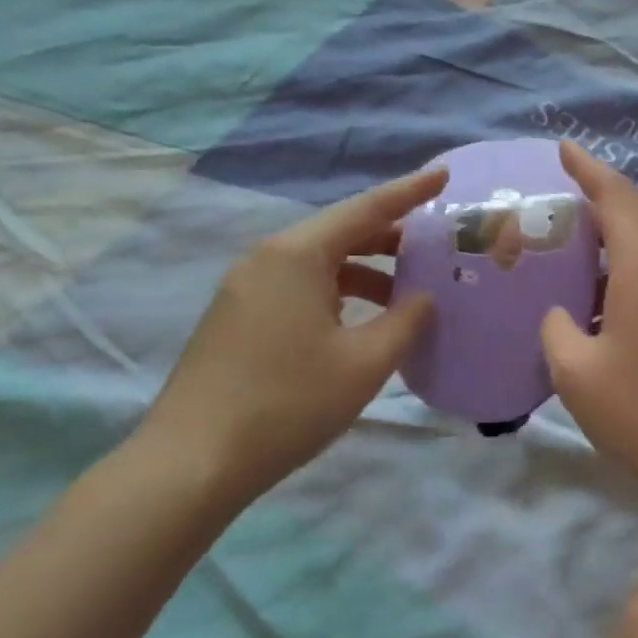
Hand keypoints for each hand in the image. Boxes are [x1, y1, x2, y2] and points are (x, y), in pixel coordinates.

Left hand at [136, 166, 447, 510]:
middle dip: (390, 238)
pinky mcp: (237, 319)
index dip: (409, 192)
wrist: (193, 462)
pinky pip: (299, 288)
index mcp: (297, 255)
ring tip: (406, 296)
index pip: (366, 209)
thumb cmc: (288, 403)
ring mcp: (245, 289)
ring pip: (319, 264)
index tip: (444, 175)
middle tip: (435, 248)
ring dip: (366, 273)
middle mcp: (267, 259)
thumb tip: (423, 298)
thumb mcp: (364, 362)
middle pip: (340, 233)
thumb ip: (405, 321)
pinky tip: (360, 324)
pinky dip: (338, 294)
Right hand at [541, 141, 637, 509]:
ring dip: (608, 251)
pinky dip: (624, 281)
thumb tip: (563, 315)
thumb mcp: (575, 373)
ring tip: (567, 260)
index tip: (564, 148)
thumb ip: (558, 329)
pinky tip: (598, 308)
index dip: (589, 169)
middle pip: (634, 224)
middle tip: (552, 212)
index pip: (617, 199)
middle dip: (594, 209)